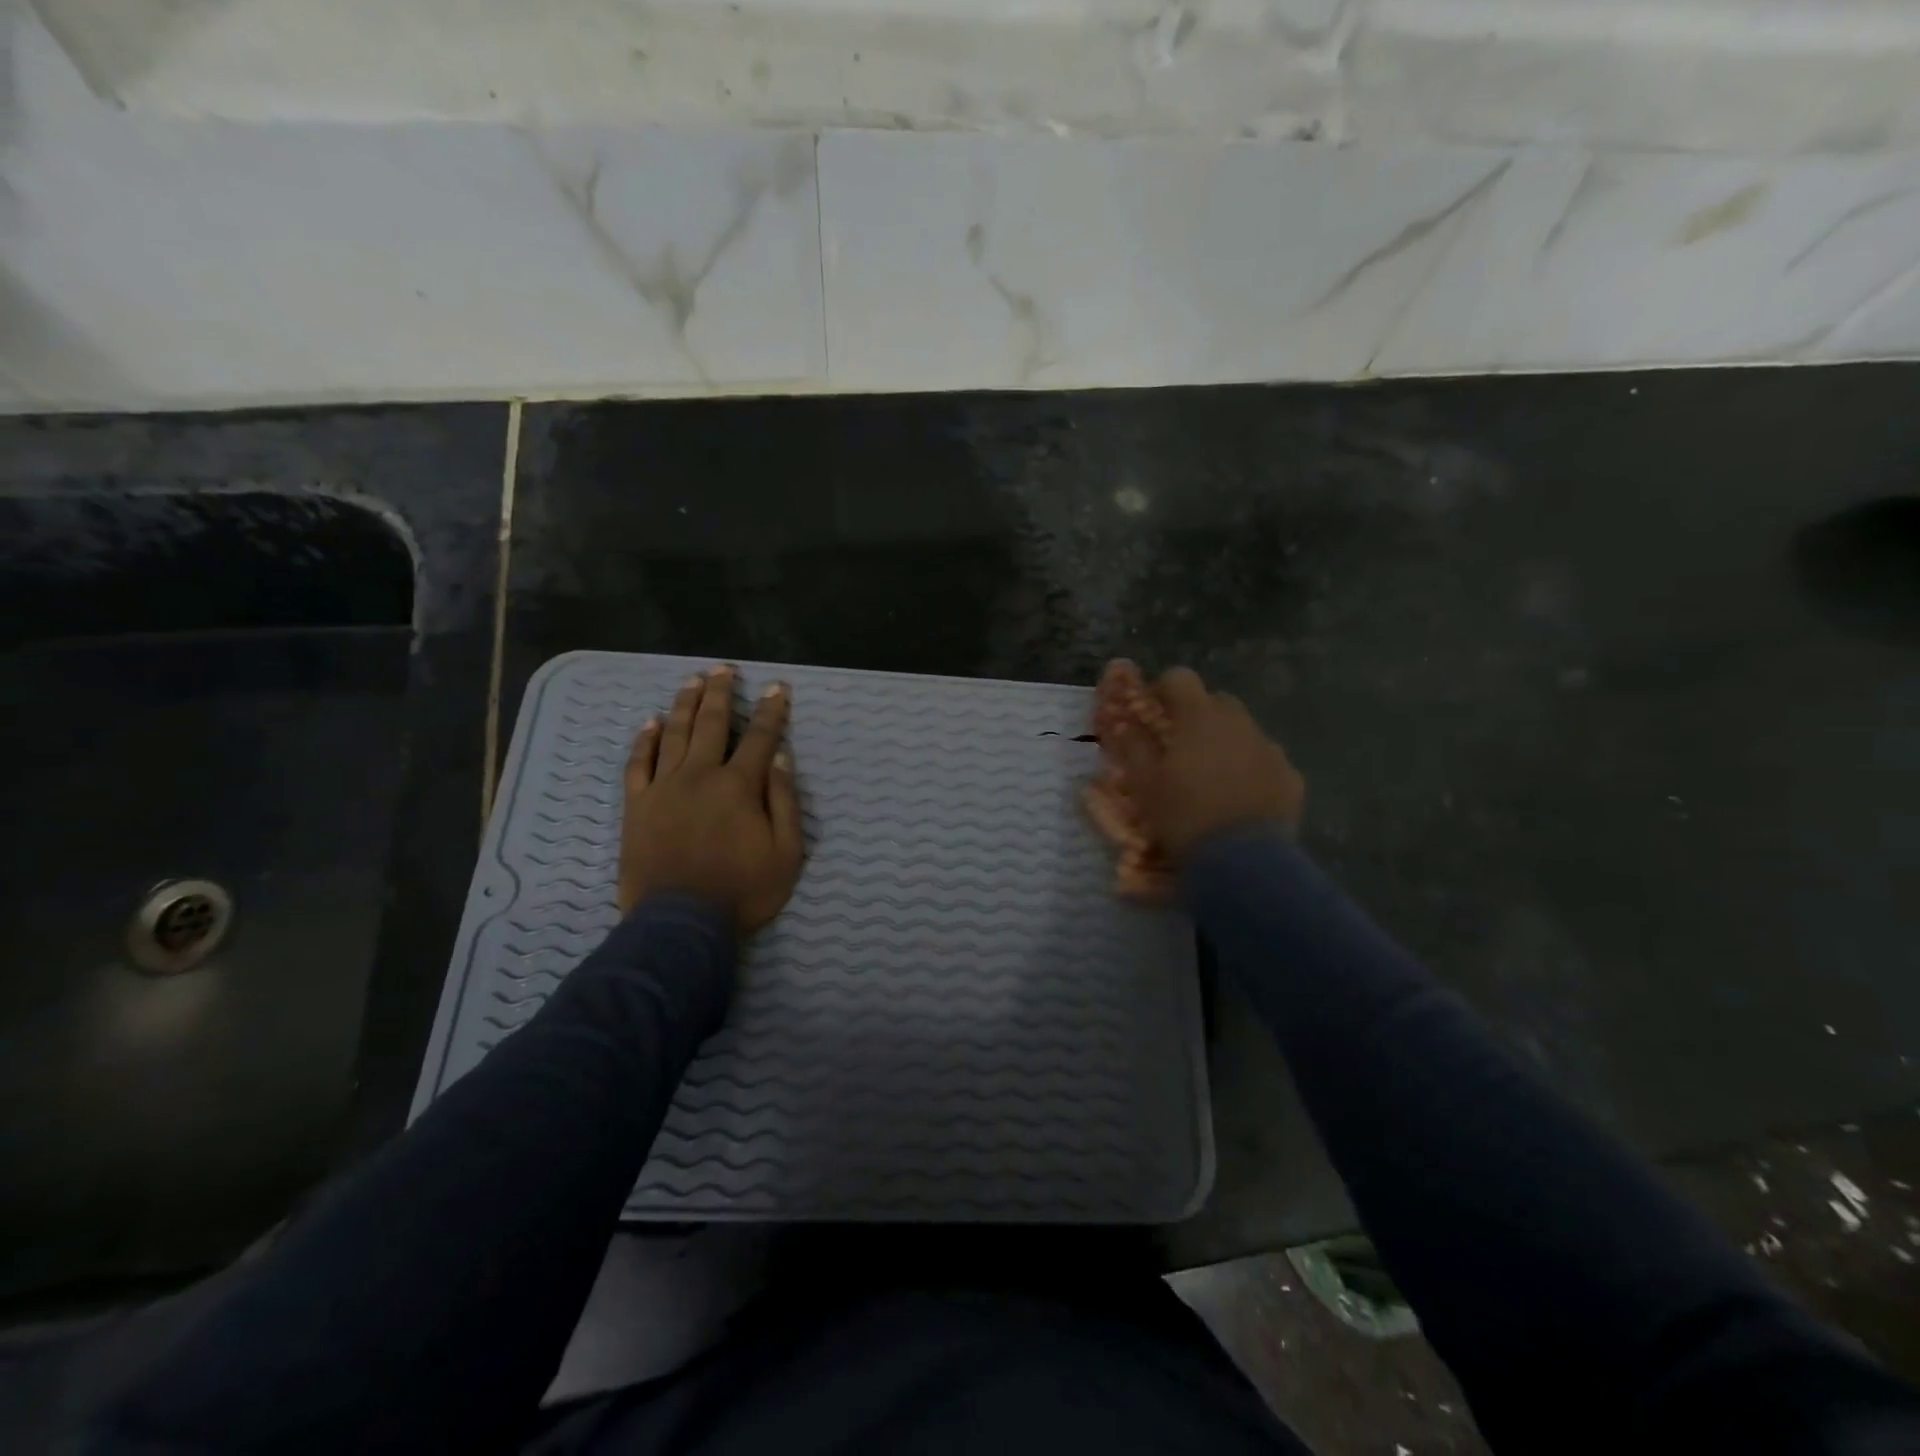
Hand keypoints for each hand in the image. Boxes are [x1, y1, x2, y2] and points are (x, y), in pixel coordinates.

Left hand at [619, 666, 804, 932]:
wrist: (680, 923)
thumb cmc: (742, 890)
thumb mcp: (786, 851)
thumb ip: (784, 800)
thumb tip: (779, 755)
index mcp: (738, 785)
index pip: (759, 737)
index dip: (770, 711)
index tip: (777, 688)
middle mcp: (700, 775)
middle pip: (711, 723)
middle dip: (720, 693)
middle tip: (724, 669)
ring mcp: (663, 787)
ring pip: (673, 734)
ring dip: (684, 704)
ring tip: (691, 680)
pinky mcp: (637, 805)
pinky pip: (638, 764)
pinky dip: (644, 740)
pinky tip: (650, 722)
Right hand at [1105, 664, 1305, 861]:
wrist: (1243, 863)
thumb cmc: (1183, 816)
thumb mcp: (1144, 784)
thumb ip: (1134, 746)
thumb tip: (1123, 722)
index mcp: (1199, 717)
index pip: (1180, 677)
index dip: (1163, 689)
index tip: (1152, 713)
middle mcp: (1238, 722)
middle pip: (1215, 701)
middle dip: (1196, 717)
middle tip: (1179, 749)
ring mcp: (1269, 748)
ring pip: (1242, 731)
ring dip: (1224, 743)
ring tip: (1210, 778)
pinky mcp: (1290, 776)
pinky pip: (1265, 760)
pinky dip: (1250, 770)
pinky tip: (1239, 799)